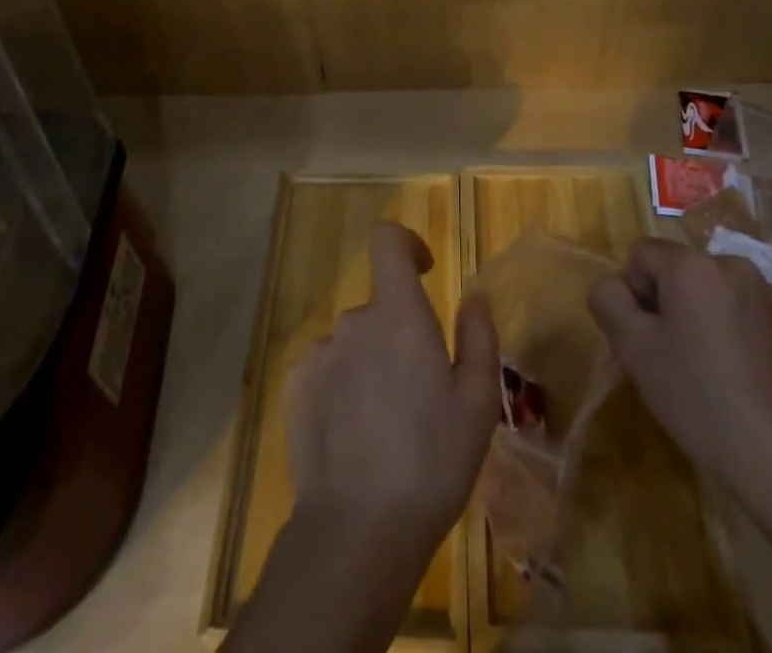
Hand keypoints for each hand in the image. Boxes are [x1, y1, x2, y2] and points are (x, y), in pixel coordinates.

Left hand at [286, 222, 500, 560]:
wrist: (357, 531)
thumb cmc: (431, 463)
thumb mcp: (478, 404)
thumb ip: (479, 338)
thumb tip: (472, 299)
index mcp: (398, 314)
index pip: (387, 240)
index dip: (405, 244)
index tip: (423, 271)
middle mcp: (353, 321)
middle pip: (378, 308)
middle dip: (398, 334)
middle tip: (419, 392)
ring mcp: (318, 353)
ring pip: (352, 343)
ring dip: (369, 364)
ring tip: (385, 425)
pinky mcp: (293, 386)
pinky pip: (324, 369)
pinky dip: (340, 386)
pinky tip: (352, 435)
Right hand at [588, 237, 771, 531]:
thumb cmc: (698, 398)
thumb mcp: (632, 349)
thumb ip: (608, 300)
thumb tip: (615, 286)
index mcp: (693, 265)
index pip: (642, 255)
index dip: (634, 293)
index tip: (646, 337)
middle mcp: (733, 265)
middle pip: (679, 270)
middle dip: (668, 303)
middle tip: (672, 355)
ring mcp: (769, 294)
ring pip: (712, 290)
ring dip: (700, 314)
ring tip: (708, 367)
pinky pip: (743, 310)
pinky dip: (732, 329)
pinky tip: (739, 374)